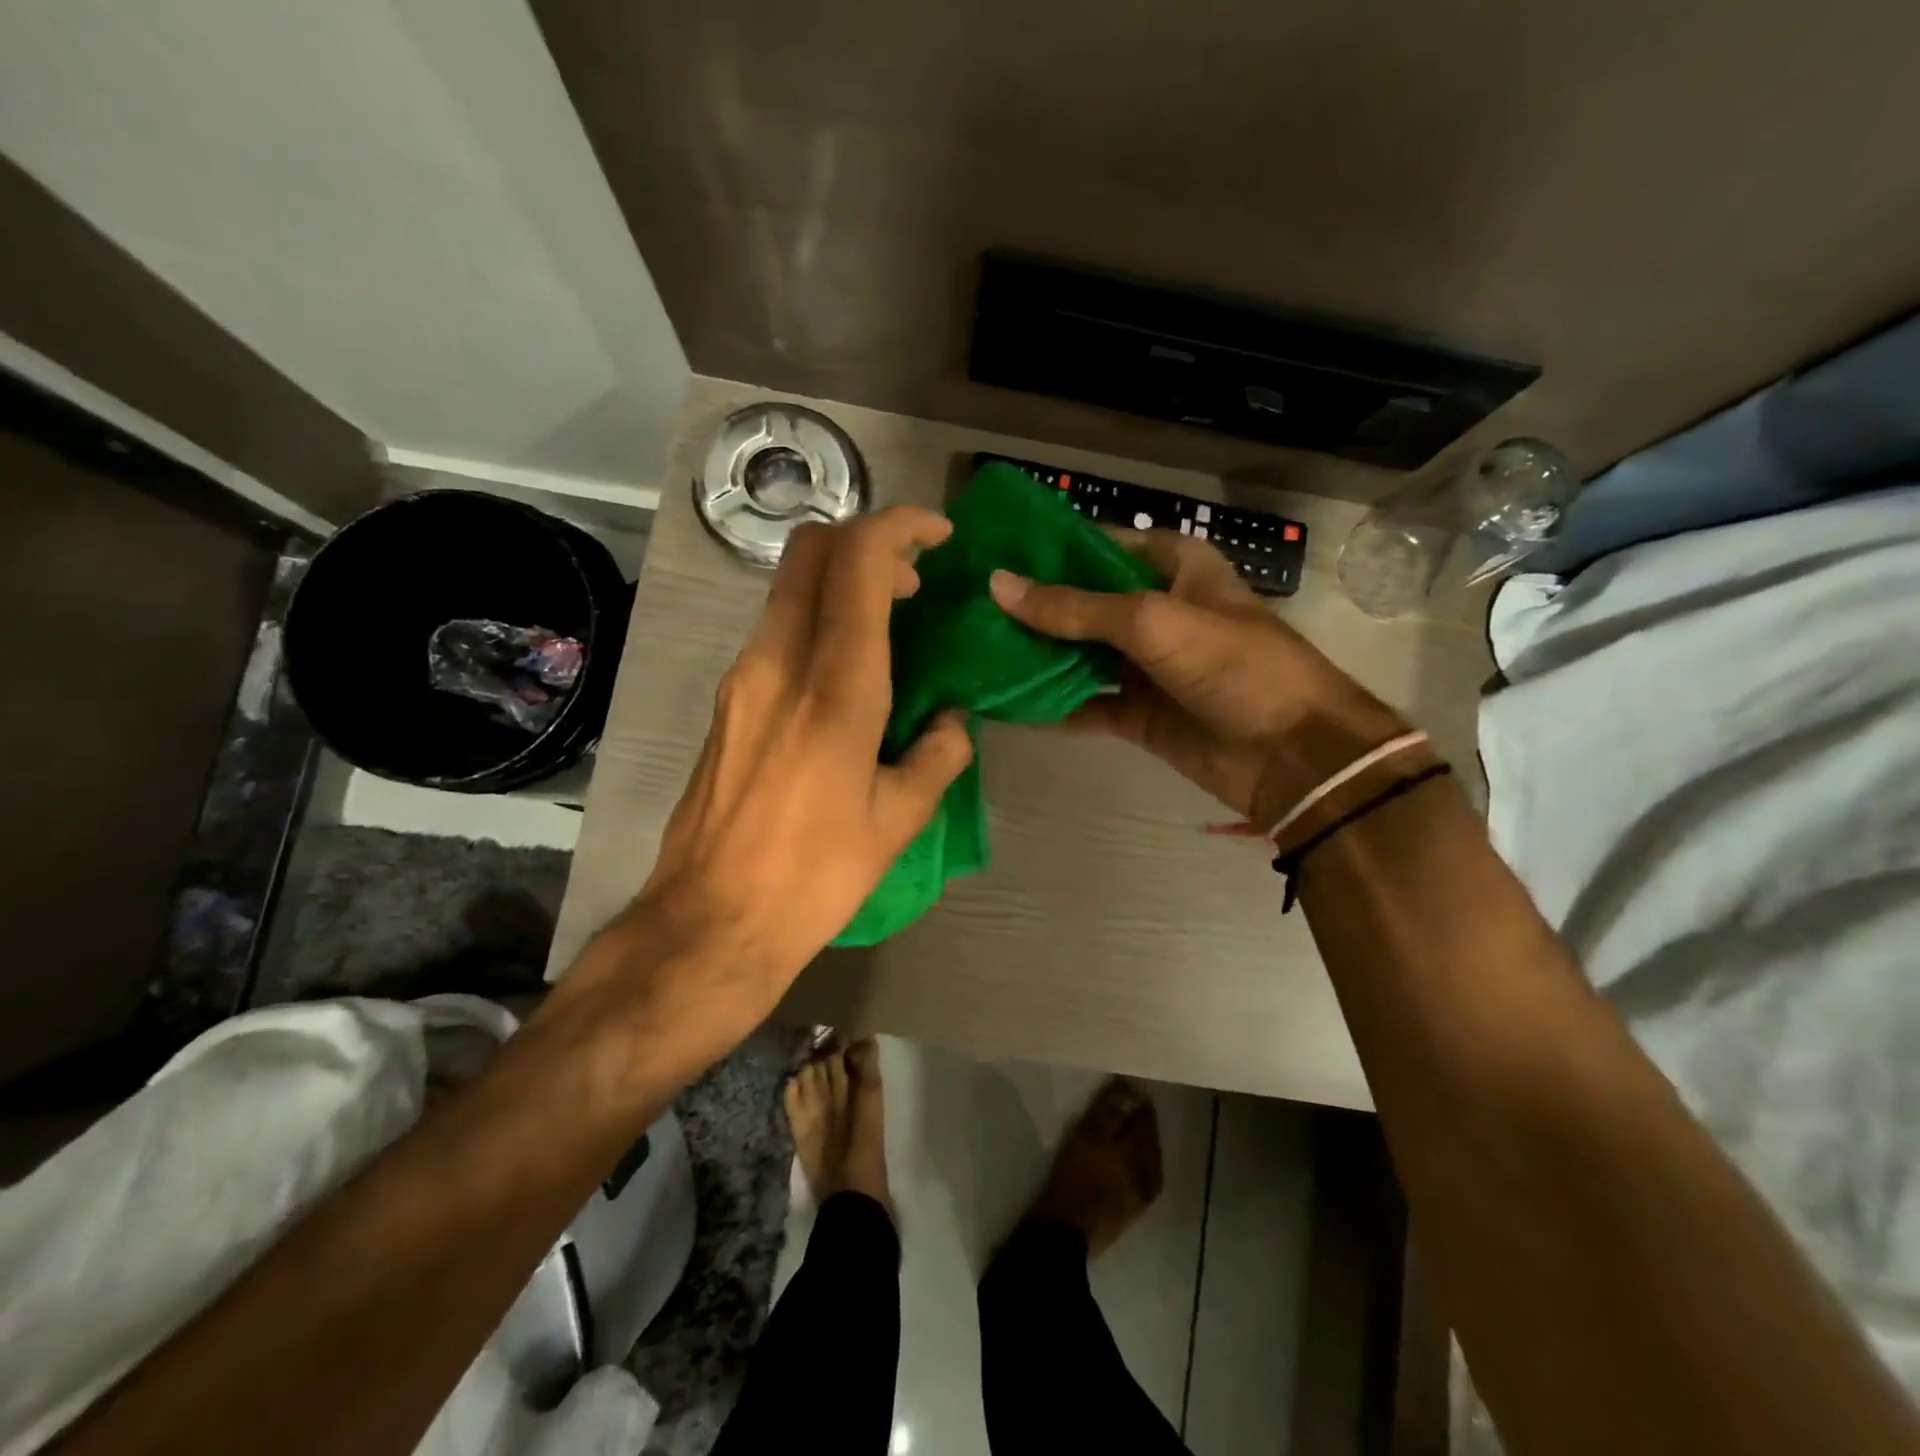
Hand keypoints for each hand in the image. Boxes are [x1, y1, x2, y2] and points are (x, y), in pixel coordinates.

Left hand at [605, 507, 972, 1035]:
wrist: (711, 921)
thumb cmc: (814, 875)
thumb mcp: (897, 821)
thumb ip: (936, 757)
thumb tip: (951, 723)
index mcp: (835, 687)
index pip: (858, 561)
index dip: (900, 527)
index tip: (938, 537)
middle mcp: (779, 663)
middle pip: (811, 551)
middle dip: (867, 542)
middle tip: (913, 581)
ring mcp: (742, 679)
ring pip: (790, 588)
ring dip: (841, 584)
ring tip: (889, 627)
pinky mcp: (727, 703)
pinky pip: (777, 631)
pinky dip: (818, 622)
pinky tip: (846, 675)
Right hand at [989, 529, 1409, 829]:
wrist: (1292, 755)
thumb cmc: (1233, 665)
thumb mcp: (1152, 621)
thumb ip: (1074, 607)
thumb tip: (998, 585)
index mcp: (1175, 570)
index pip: (1103, 546)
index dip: (1053, 549)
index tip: (997, 553)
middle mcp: (1158, 612)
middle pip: (1085, 604)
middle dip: (1035, 608)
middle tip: (971, 607)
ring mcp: (1147, 667)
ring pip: (1081, 656)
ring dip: (1037, 658)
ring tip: (975, 651)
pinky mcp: (1139, 715)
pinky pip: (1086, 705)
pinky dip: (1052, 706)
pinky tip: (1005, 704)